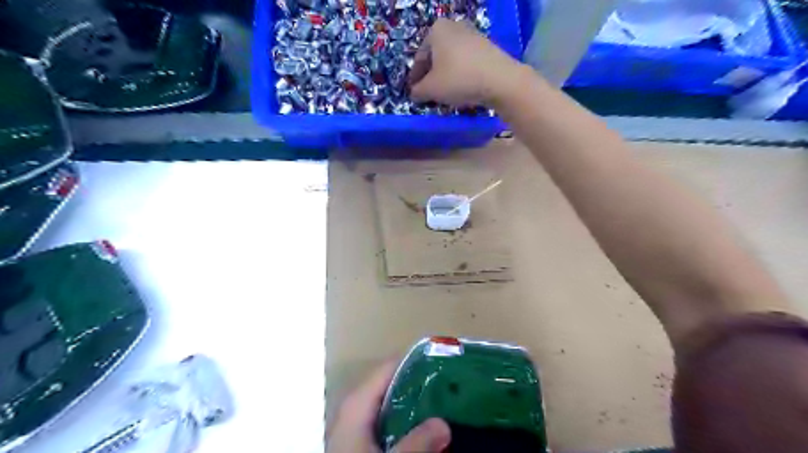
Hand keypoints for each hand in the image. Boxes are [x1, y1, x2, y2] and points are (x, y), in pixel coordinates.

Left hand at [328, 362, 452, 452]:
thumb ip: (417, 443)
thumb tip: (444, 424)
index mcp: (358, 402)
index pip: (390, 367)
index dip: (417, 362)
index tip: (444, 363)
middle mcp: (356, 407)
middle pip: (392, 384)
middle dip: (420, 384)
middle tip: (450, 385)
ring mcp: (357, 424)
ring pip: (391, 403)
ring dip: (416, 404)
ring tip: (444, 404)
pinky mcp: (361, 440)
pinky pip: (388, 420)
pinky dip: (406, 420)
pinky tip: (423, 429)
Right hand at [411, 17, 524, 107]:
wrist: (501, 80)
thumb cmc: (459, 79)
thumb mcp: (430, 89)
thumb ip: (417, 91)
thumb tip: (414, 93)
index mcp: (437, 30)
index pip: (419, 58)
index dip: (415, 78)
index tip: (414, 93)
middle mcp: (455, 27)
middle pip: (436, 57)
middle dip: (431, 76)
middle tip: (428, 94)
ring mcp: (474, 35)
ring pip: (452, 60)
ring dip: (446, 76)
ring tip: (445, 94)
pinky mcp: (488, 48)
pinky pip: (467, 63)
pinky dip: (461, 75)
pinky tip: (462, 89)